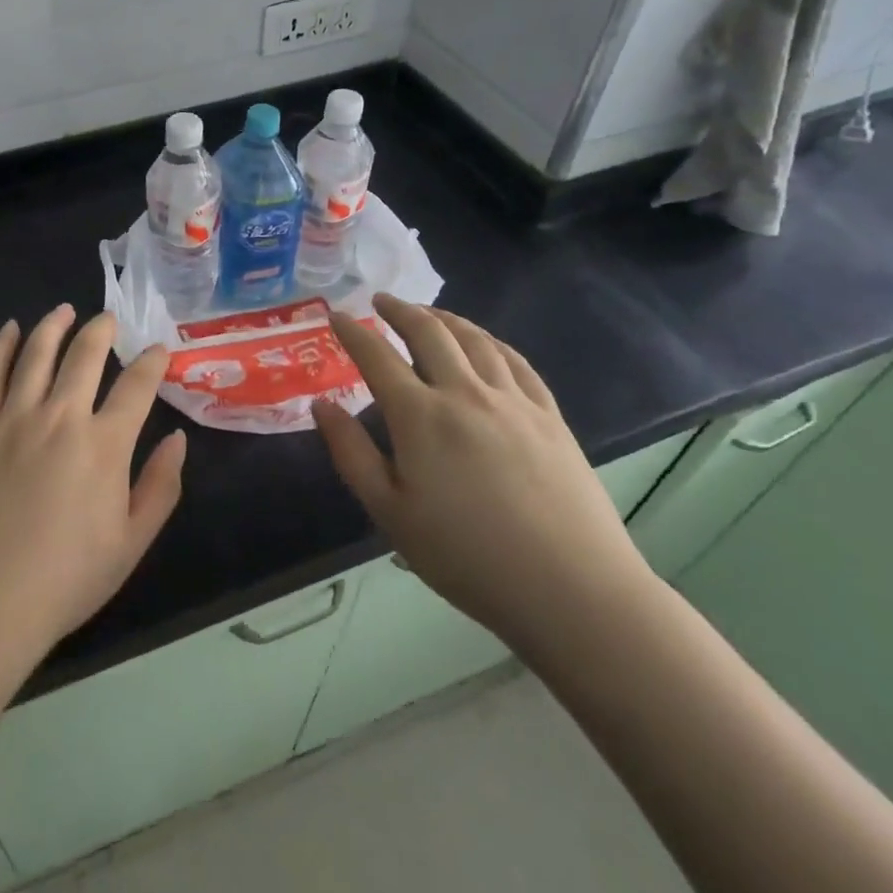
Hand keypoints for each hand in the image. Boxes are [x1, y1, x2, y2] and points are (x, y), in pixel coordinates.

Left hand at [0, 306, 185, 674]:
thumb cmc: (64, 581)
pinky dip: (1, 346)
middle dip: (102, 330)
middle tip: (109, 318)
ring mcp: (13, 417)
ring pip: (37, 352)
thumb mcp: (131, 544)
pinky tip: (10, 330)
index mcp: (104, 445)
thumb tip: (177, 438)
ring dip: (54, 325)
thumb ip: (161, 487)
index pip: (136, 386)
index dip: (152, 361)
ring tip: (65, 311)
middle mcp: (60, 417)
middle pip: (85, 354)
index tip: (159, 349)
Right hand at [312, 294, 653, 653]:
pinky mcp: (549, 416)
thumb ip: (351, 453)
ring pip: (474, 339)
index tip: (334, 315)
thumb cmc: (467, 557)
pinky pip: (516, 362)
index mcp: (420, 416)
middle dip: (399, 310)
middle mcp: (464, 393)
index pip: (377, 356)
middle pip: (428, 332)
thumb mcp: (390, 513)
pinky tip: (485, 343)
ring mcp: (512, 401)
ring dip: (445, 318)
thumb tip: (321, 405)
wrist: (571, 590)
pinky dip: (491, 341)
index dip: (352, 332)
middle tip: (380, 302)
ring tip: (428, 313)